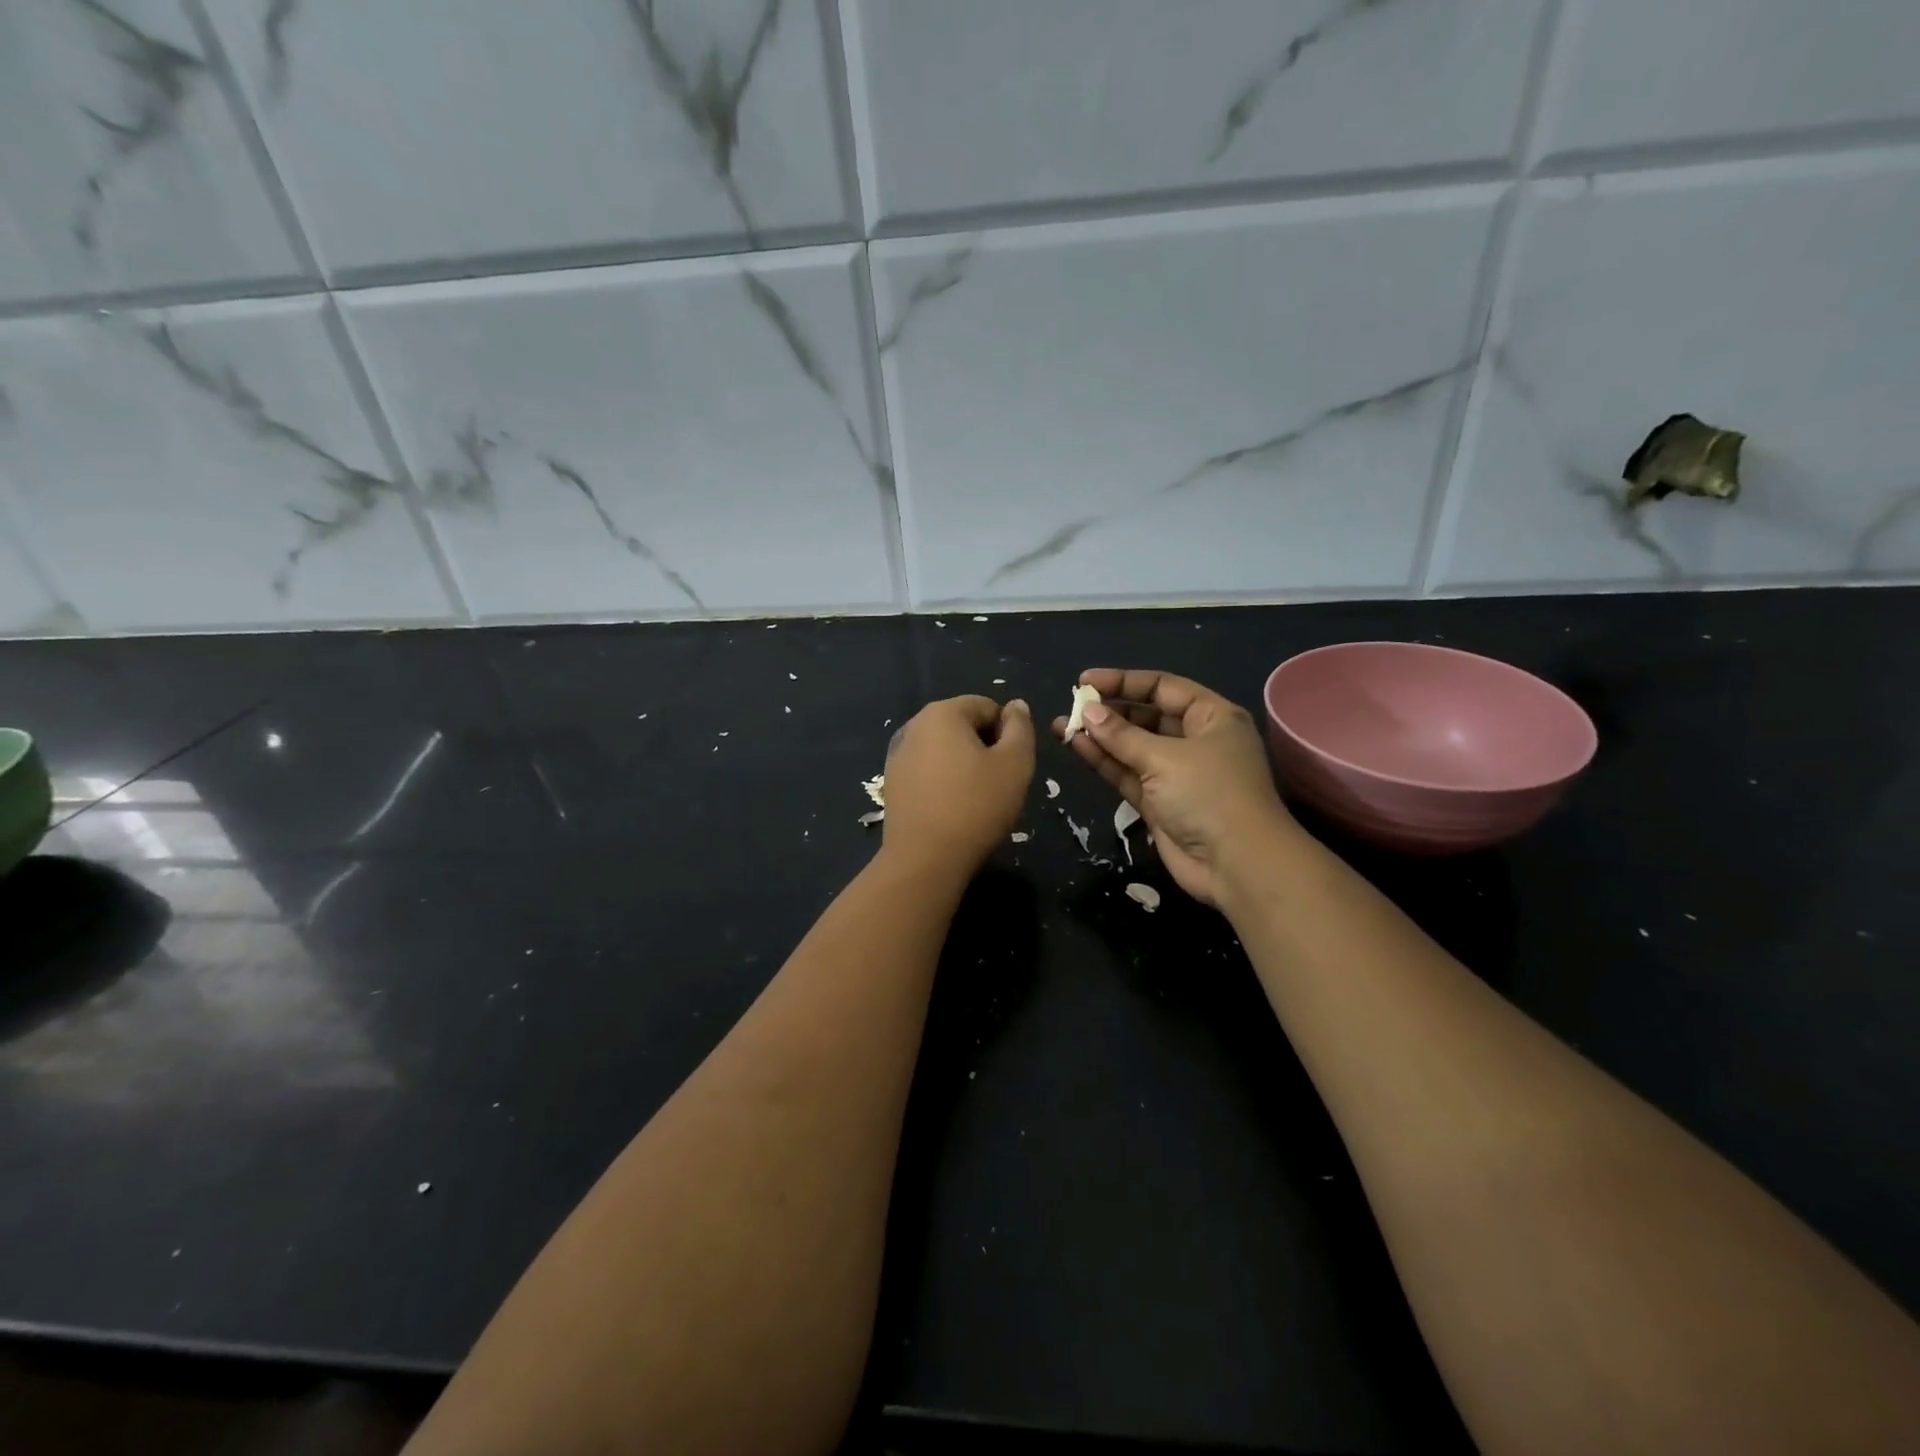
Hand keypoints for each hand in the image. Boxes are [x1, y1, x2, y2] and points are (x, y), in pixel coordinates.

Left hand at [882, 696, 1034, 875]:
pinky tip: (952, 809)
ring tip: (975, 799)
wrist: (925, 859)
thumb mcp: (1015, 764)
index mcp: (943, 712)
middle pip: (963, 725)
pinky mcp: (892, 782)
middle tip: (998, 783)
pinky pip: (927, 770)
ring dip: (964, 765)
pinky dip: (943, 781)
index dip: (1007, 733)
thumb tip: (1016, 706)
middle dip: (985, 747)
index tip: (1011, 766)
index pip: (987, 707)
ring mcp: (897, 754)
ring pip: (944, 749)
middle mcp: (914, 725)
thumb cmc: (977, 805)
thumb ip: (1020, 728)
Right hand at [1054, 670, 1293, 905]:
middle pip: (1146, 716)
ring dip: (1100, 737)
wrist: (1236, 864)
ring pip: (1132, 747)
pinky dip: (1104, 761)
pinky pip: (1128, 773)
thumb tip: (1088, 712)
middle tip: (1072, 706)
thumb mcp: (1164, 757)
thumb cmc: (1209, 795)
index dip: (1123, 682)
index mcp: (1212, 717)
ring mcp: (1177, 774)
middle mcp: (1196, 741)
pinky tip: (1075, 747)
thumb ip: (1121, 734)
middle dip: (1109, 711)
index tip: (1085, 682)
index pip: (1163, 688)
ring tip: (1061, 725)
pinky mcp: (1160, 802)